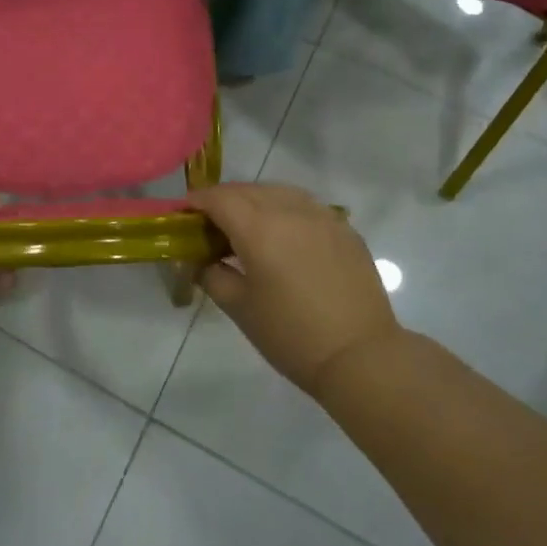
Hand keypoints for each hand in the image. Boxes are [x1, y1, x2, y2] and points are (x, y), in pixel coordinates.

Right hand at [188, 183, 400, 398]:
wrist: (361, 355)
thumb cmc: (292, 336)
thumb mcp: (240, 309)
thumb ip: (213, 276)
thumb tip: (201, 261)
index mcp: (259, 228)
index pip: (219, 198)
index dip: (197, 201)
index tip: (185, 213)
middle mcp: (290, 210)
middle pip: (248, 190)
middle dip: (225, 200)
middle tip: (213, 224)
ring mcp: (322, 216)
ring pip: (279, 192)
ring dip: (256, 200)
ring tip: (248, 225)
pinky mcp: (344, 228)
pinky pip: (306, 206)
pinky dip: (286, 210)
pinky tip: (285, 235)